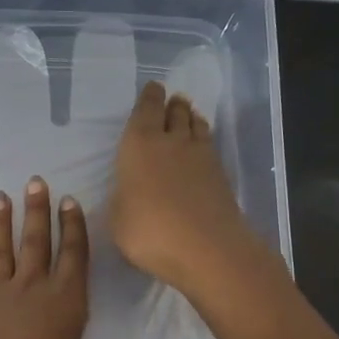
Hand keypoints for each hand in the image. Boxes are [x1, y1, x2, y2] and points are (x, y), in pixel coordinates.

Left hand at [0, 177, 93, 338]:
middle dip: (38, 210)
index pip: (74, 256)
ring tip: (0, 196)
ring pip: (2, 247)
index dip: (73, 227)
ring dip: (2, 221)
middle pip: (37, 240)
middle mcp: (33, 285)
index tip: (70, 201)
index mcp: (65, 301)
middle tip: (35, 182)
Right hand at [109, 81, 265, 296]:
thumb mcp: (117, 219)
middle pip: (174, 112)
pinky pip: (209, 146)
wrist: (207, 249)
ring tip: (188, 116)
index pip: (145, 109)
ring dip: (191, 118)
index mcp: (139, 144)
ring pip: (196, 126)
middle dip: (172, 104)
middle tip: (172, 100)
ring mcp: (201, 156)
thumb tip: (128, 190)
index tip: (153, 88)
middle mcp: (171, 141)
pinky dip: (203, 141)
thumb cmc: (149, 231)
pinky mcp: (221, 175)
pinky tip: (202, 148)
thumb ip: (122, 197)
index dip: (149, 97)